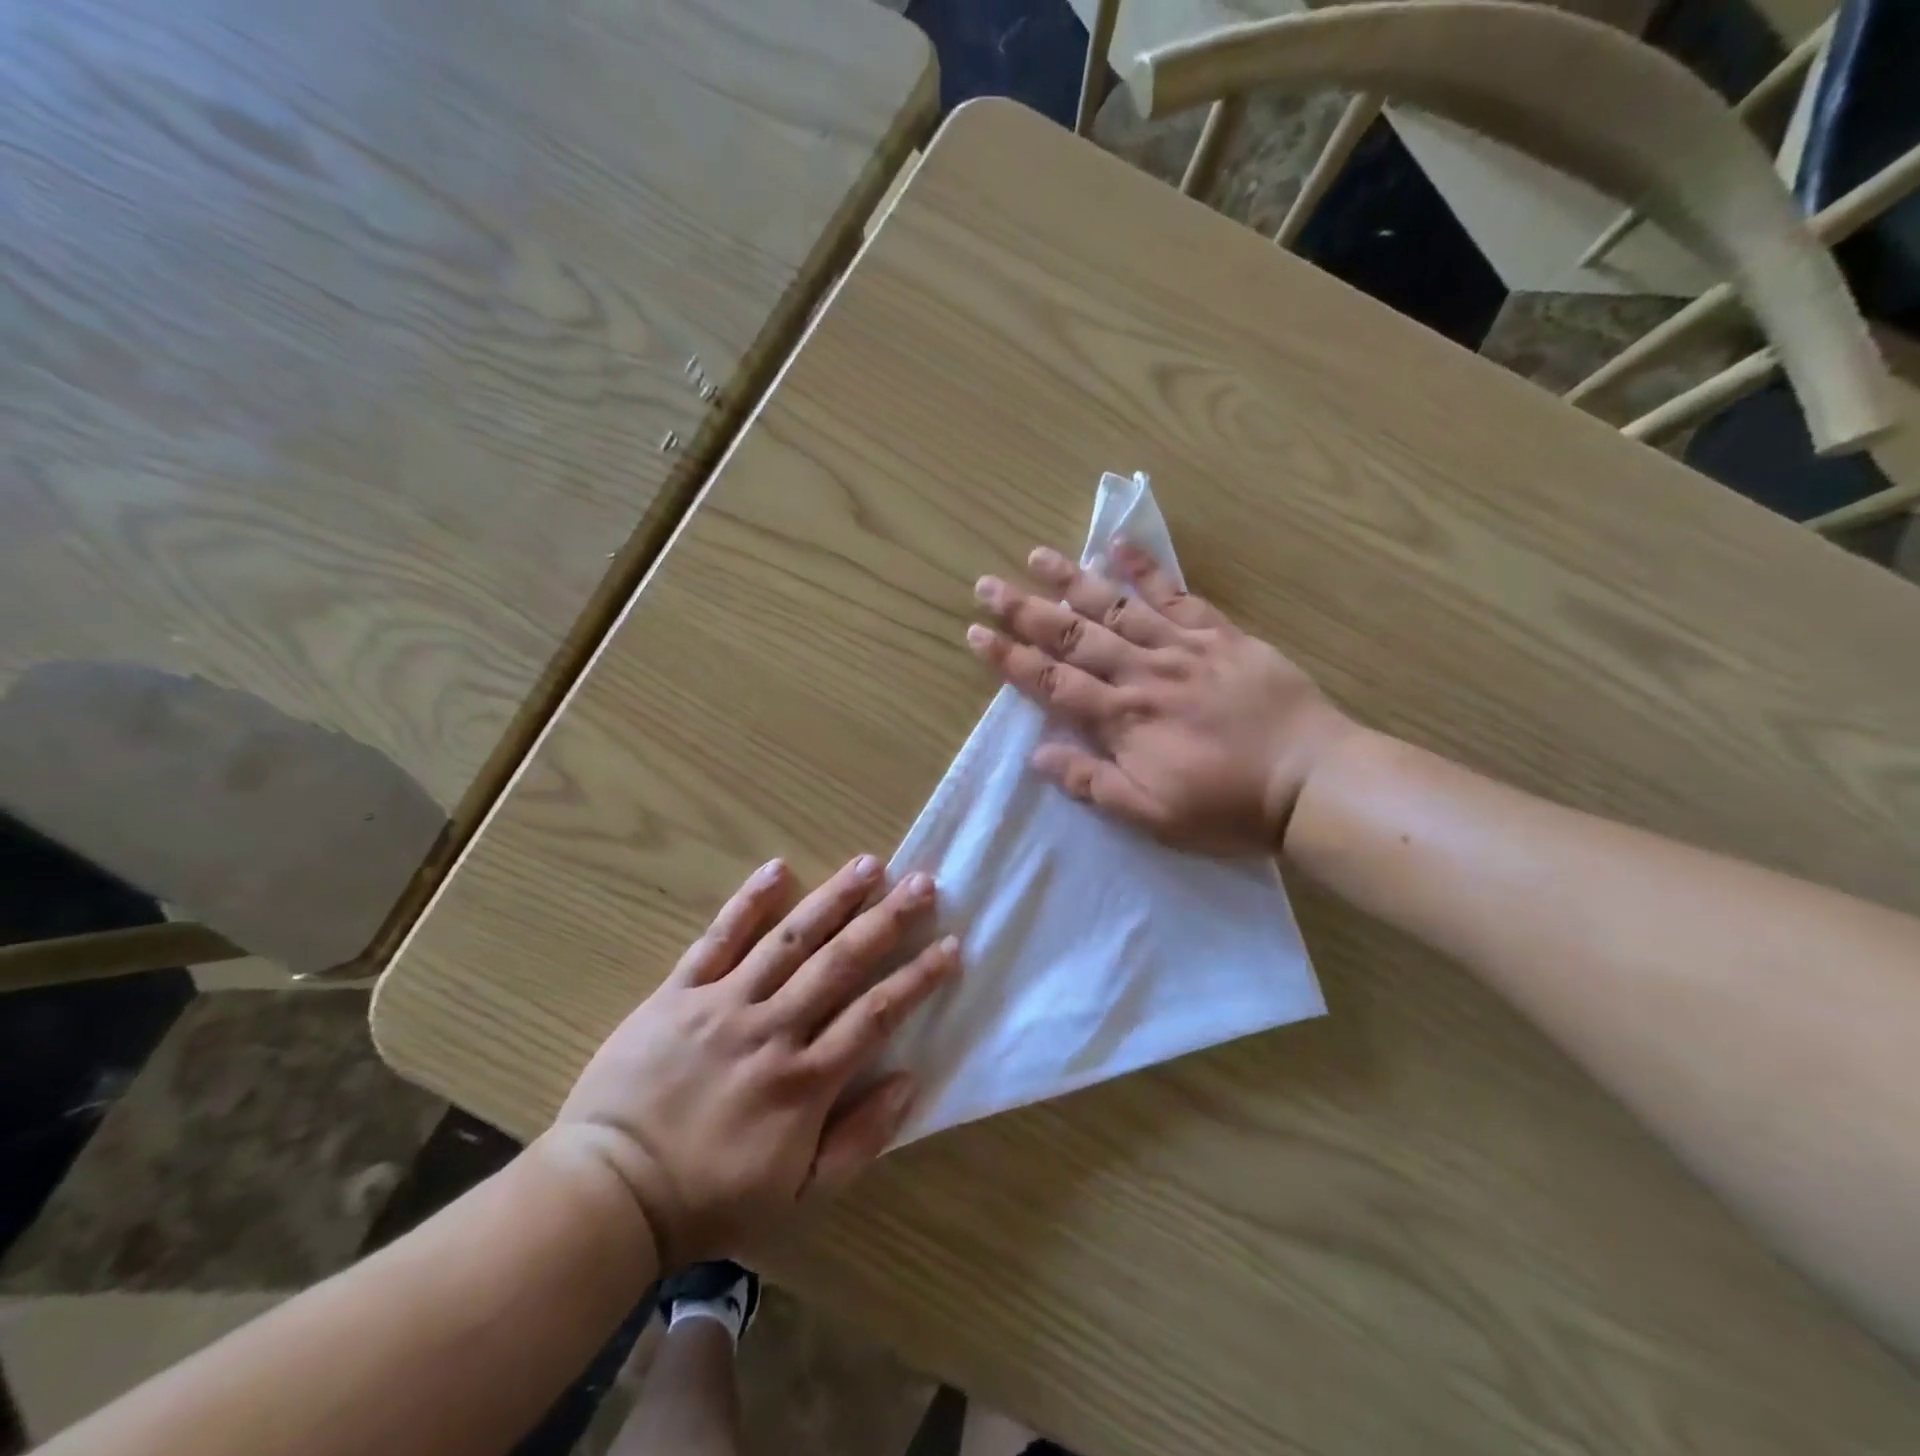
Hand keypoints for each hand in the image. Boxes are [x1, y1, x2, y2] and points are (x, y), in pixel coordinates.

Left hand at [554, 855, 956, 1270]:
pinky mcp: (679, 993)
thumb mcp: (800, 1193)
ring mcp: (723, 1004)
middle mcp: (772, 1030)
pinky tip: (778, 868)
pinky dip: (748, 903)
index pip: (876, 1014)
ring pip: (789, 940)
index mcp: (805, 1080)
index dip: (918, 977)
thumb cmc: (711, 1198)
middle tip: (923, 883)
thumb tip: (908, 1079)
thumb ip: (860, 1139)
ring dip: (833, 899)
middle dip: (887, 920)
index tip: (951, 945)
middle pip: (841, 963)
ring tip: (870, 864)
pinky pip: (718, 939)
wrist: (609, 1193)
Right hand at [967, 541, 1356, 853]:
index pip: (1053, 683)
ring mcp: (1184, 648)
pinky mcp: (1221, 635)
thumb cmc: (1228, 807)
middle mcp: (1144, 673)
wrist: (1311, 781)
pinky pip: (1178, 595)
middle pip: (1074, 635)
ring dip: (1073, 581)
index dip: (1011, 659)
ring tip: (1037, 556)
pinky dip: (1148, 569)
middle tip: (987, 585)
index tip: (976, 634)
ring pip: (1117, 607)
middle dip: (1026, 610)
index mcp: (1124, 719)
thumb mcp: (1152, 815)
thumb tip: (1038, 755)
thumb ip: (1093, 783)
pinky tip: (1119, 546)